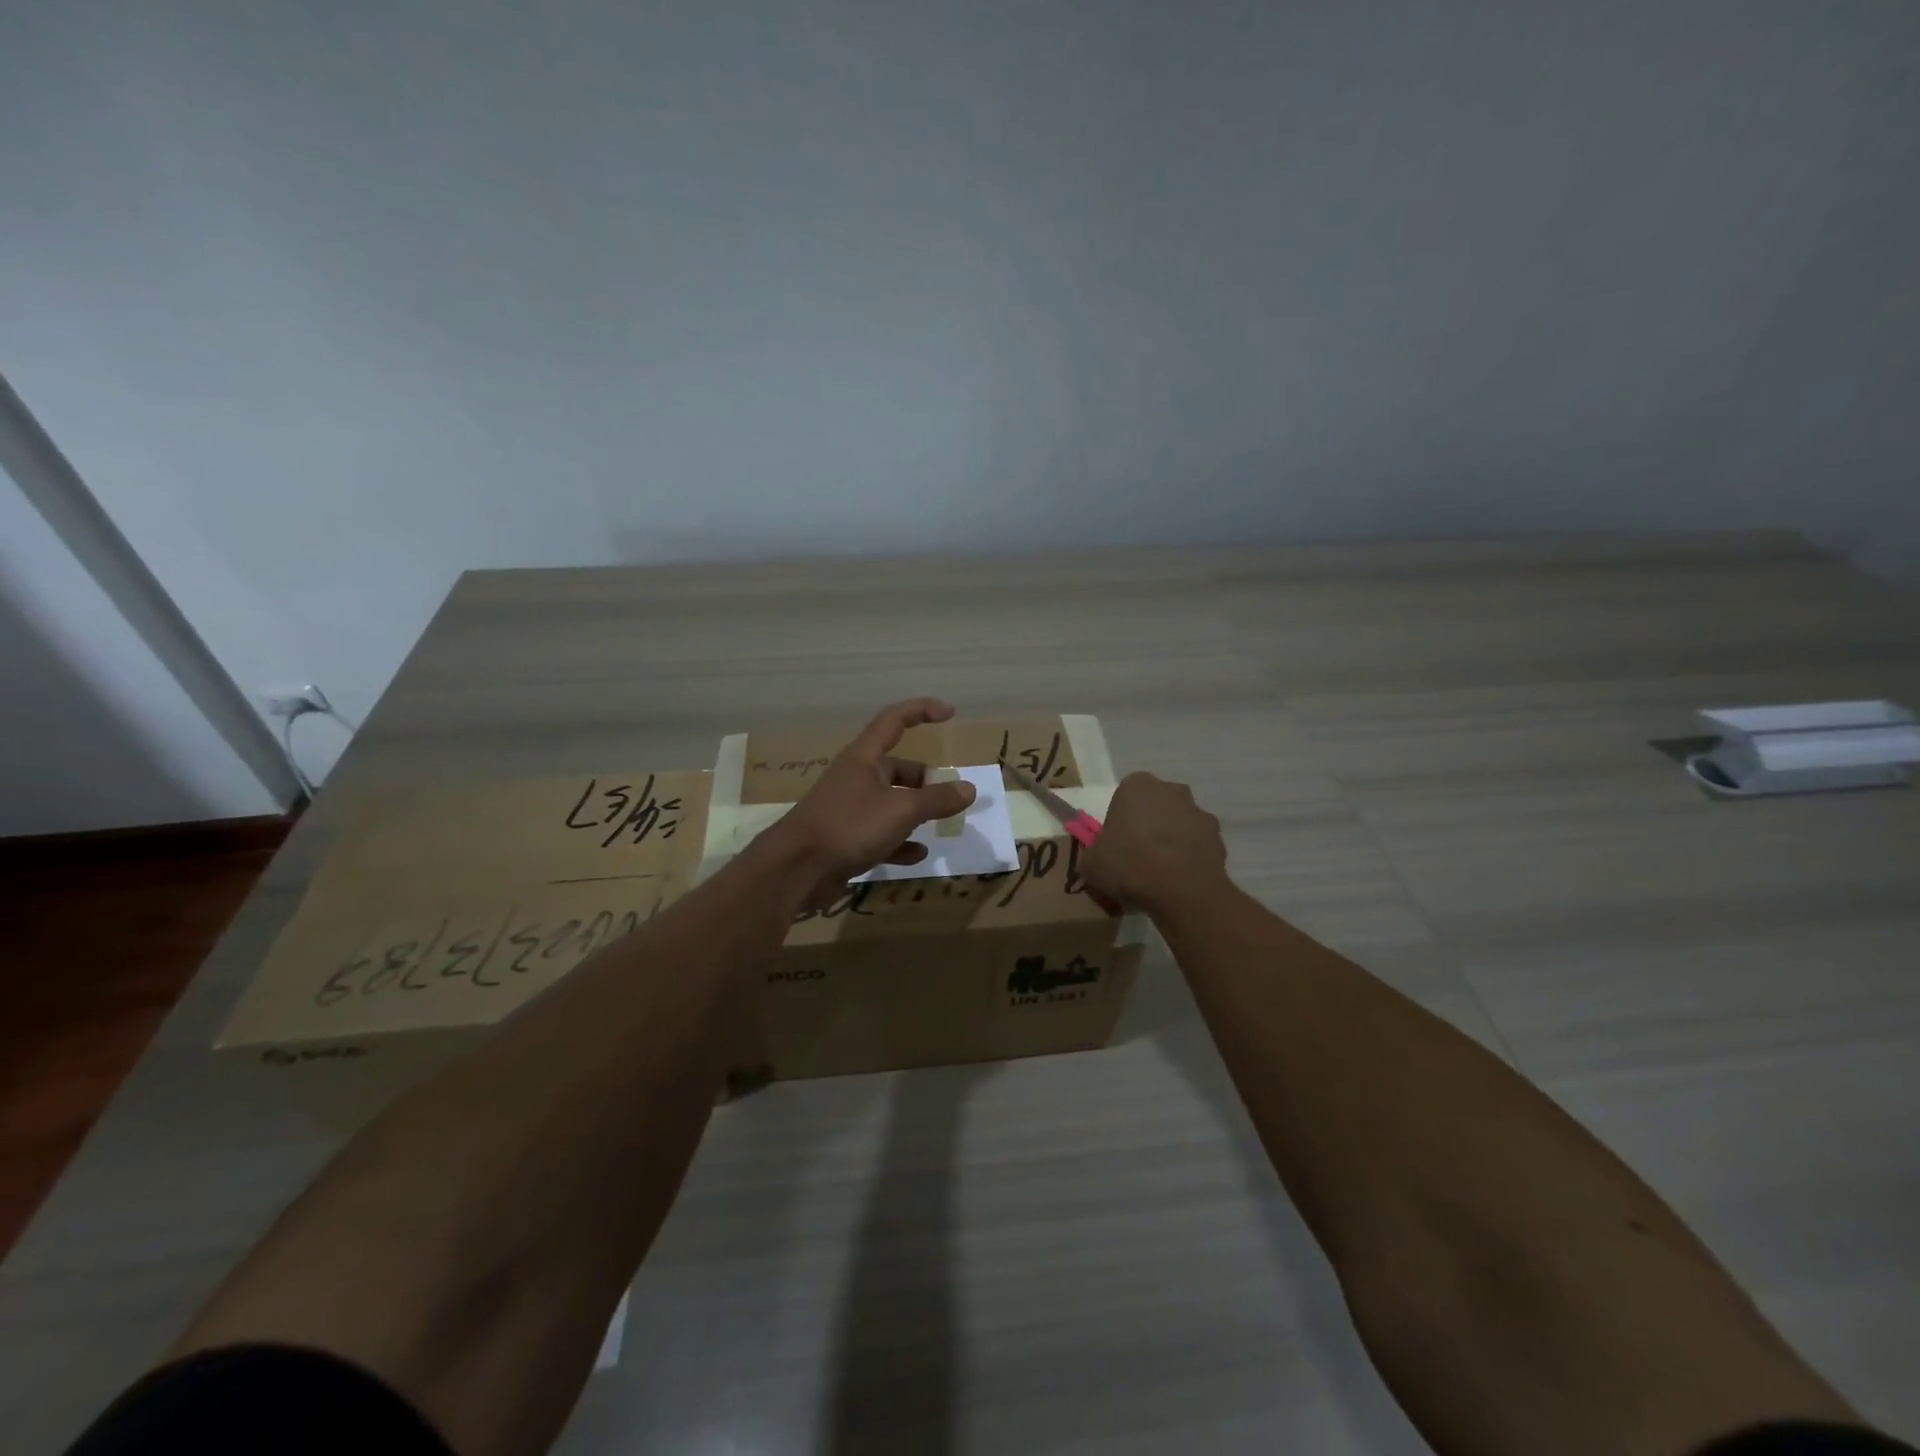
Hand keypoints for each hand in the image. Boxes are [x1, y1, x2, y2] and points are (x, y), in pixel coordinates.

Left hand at [770, 698, 977, 910]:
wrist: (796, 869)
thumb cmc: (848, 826)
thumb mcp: (900, 811)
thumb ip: (937, 800)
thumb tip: (968, 789)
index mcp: (865, 758)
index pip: (895, 720)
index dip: (922, 710)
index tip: (950, 712)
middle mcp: (856, 777)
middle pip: (897, 768)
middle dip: (925, 780)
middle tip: (948, 797)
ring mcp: (850, 809)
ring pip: (891, 802)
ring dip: (915, 812)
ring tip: (939, 825)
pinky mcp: (846, 838)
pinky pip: (881, 834)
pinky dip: (900, 842)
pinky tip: (917, 855)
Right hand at [1079, 772, 1226, 914]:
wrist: (1182, 890)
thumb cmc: (1129, 865)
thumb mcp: (1091, 864)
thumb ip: (1092, 854)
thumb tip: (1096, 858)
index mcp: (1137, 786)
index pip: (1125, 795)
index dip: (1120, 819)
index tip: (1116, 843)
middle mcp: (1171, 790)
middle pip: (1155, 805)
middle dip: (1149, 824)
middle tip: (1137, 856)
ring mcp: (1199, 812)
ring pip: (1179, 823)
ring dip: (1172, 840)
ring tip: (1160, 873)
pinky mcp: (1219, 837)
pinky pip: (1197, 844)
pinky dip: (1190, 857)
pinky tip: (1179, 880)